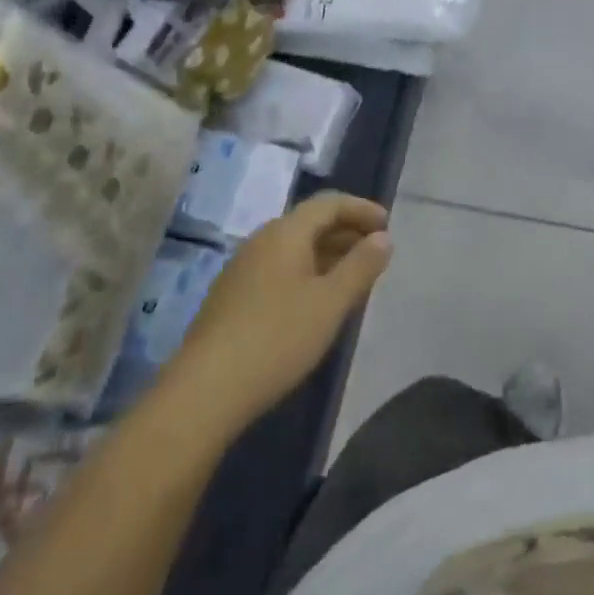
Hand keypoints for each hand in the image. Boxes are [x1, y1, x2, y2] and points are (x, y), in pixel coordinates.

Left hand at [174, 192, 392, 432]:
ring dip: (327, 254)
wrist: (205, 391)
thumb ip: (361, 266)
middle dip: (346, 231)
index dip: (361, 209)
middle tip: (376, 252)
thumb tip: (383, 237)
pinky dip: (307, 273)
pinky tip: (317, 302)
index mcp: (285, 233)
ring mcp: (242, 270)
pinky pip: (279, 270)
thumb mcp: (331, 302)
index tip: (388, 224)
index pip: (328, 203)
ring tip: (353, 277)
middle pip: (310, 223)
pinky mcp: (232, 298)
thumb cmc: (278, 338)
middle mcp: (261, 241)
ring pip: (294, 249)